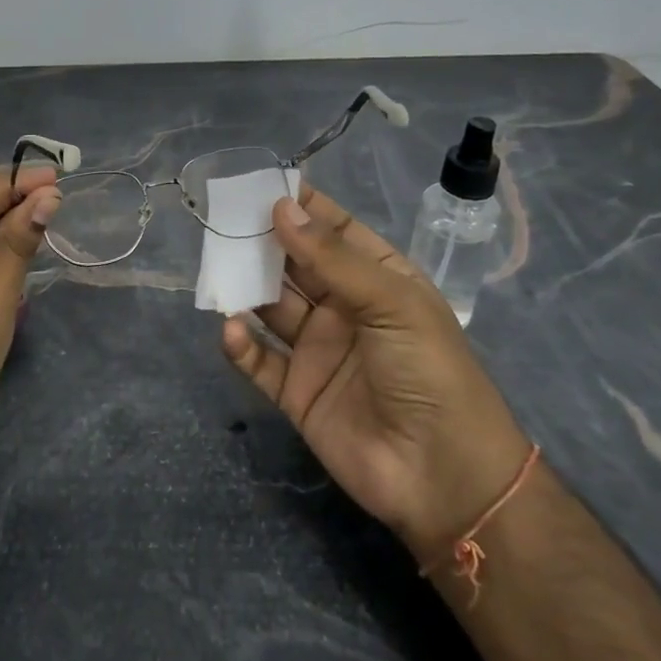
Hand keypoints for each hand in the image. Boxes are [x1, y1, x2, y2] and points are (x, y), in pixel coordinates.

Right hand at [220, 183, 530, 568]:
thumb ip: (332, 258)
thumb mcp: (391, 303)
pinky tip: (231, 330)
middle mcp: (344, 308)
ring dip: (245, 287)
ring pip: (271, 306)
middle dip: (263, 242)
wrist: (443, 476)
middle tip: (223, 221)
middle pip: (295, 265)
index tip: (261, 184)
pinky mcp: (295, 391)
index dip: (302, 208)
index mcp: (378, 280)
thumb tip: (281, 207)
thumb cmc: (429, 372)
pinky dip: (242, 344)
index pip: (335, 232)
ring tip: (217, 268)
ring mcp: (317, 350)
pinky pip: (260, 360)